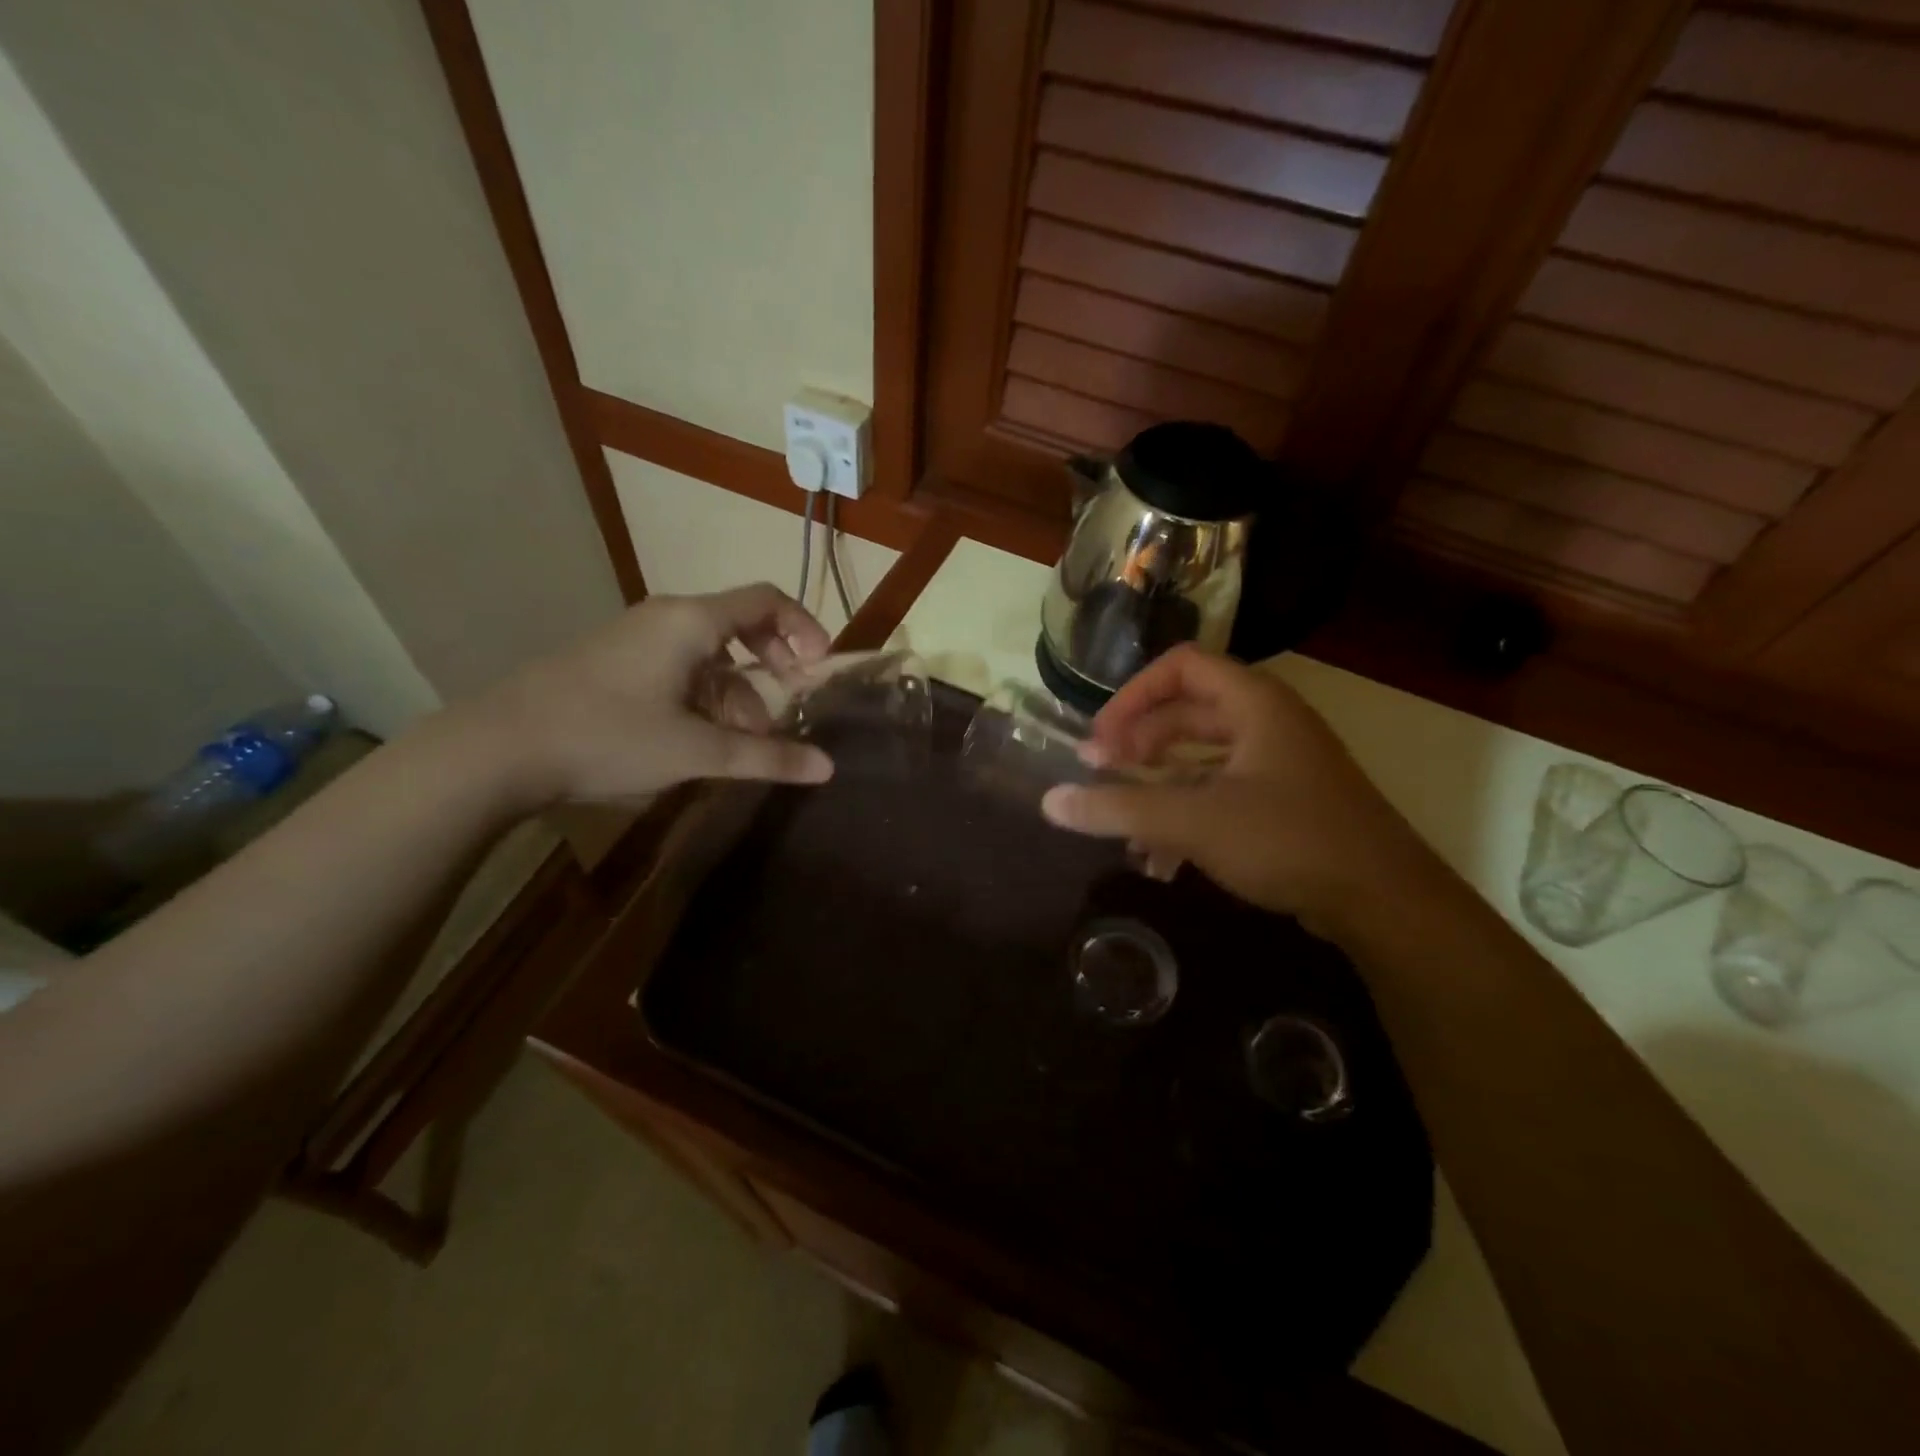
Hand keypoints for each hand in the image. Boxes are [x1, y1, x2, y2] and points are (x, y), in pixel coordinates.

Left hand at [475, 584, 835, 805]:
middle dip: (772, 668)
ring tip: (743, 746)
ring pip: (709, 656)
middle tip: (789, 708)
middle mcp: (667, 618)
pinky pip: (679, 669)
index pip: (766, 600)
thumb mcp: (697, 753)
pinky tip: (701, 741)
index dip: (804, 628)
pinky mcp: (616, 664)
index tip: (819, 670)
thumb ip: (767, 757)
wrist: (499, 749)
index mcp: (691, 621)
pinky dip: (704, 699)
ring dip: (737, 695)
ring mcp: (637, 639)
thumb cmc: (608, 737)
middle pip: (740, 626)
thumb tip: (827, 767)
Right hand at [1040, 646, 1440, 936]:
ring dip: (1158, 782)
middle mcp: (1268, 722)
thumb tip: (1050, 802)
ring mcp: (1279, 764)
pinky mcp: (1284, 803)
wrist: (1385, 902)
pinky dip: (1186, 812)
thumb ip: (1120, 808)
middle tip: (1101, 772)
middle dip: (1139, 741)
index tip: (1100, 737)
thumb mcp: (1195, 821)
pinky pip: (1220, 791)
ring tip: (1122, 818)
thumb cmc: (1289, 840)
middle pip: (1186, 711)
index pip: (1180, 667)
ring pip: (1202, 757)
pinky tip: (1160, 857)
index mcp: (1254, 703)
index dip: (1132, 695)